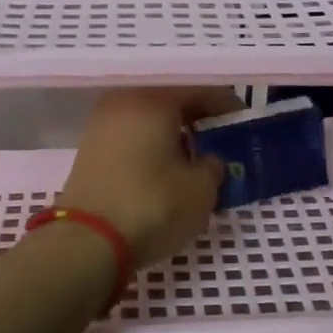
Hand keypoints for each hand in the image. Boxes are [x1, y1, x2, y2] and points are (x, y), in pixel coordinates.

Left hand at [58, 89, 237, 265]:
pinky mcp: (89, 151)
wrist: (88, 241)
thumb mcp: (202, 189)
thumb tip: (208, 161)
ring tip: (196, 161)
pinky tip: (166, 171)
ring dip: (174, 136)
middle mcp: (124, 101)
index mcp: (155, 98)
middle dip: (200, 121)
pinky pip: (132, 138)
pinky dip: (152, 148)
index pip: (202, 91)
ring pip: (150, 121)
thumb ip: (213, 166)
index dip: (229, 108)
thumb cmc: (153, 205)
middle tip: (222, 143)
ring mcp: (101, 125)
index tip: (245, 125)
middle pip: (172, 102)